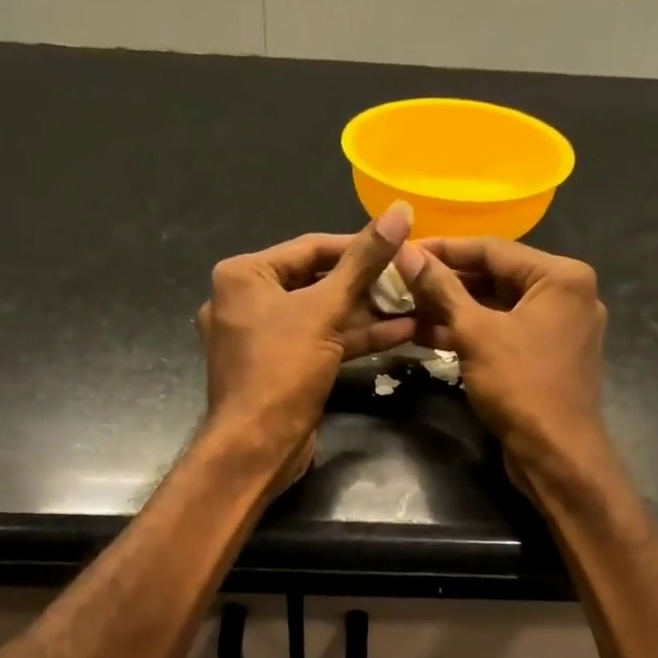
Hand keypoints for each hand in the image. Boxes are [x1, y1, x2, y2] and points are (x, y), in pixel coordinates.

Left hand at [198, 203, 417, 487]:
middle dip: (366, 284)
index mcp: (243, 275)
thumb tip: (400, 210)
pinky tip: (399, 333)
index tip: (401, 246)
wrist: (257, 447)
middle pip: (316, 281)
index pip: (310, 247)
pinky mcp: (281, 368)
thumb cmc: (282, 369)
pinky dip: (353, 339)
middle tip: (411, 279)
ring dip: (367, 313)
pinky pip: (319, 343)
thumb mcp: (325, 310)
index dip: (358, 246)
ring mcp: (263, 338)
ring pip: (321, 316)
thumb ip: (363, 262)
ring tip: (415, 304)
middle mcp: (246, 301)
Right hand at [398, 237, 609, 479]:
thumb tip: (406, 253)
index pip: (493, 250)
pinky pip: (504, 332)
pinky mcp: (547, 356)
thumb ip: (441, 289)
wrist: (555, 453)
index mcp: (561, 277)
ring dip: (454, 309)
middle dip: (447, 282)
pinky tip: (429, 334)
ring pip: (498, 307)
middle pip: (497, 277)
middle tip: (402, 280)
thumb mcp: (475, 334)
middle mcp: (567, 295)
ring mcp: (559, 328)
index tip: (405, 250)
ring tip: (407, 307)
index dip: (445, 249)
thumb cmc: (520, 386)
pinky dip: (472, 333)